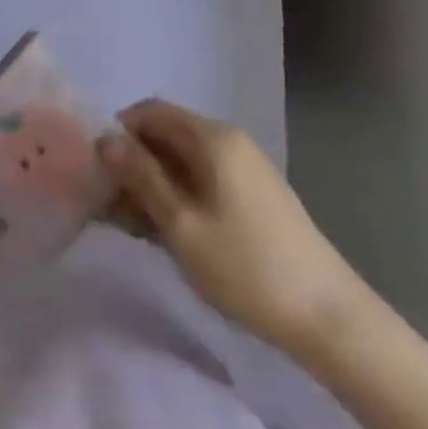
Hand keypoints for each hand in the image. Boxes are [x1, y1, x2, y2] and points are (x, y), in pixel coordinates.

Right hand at [97, 98, 366, 356]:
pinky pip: (203, 180)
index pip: (151, 110)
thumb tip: (105, 139)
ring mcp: (245, 168)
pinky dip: (179, 196)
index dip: (120, 132)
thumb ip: (141, 177)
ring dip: (154, 183)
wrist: (329, 318)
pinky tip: (169, 233)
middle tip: (110, 204)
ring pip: (183, 160)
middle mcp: (229, 140)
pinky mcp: (254, 195)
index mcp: (212, 137)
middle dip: (134, 162)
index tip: (99, 170)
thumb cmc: (246, 268)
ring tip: (134, 225)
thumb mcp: (182, 224)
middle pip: (167, 133)